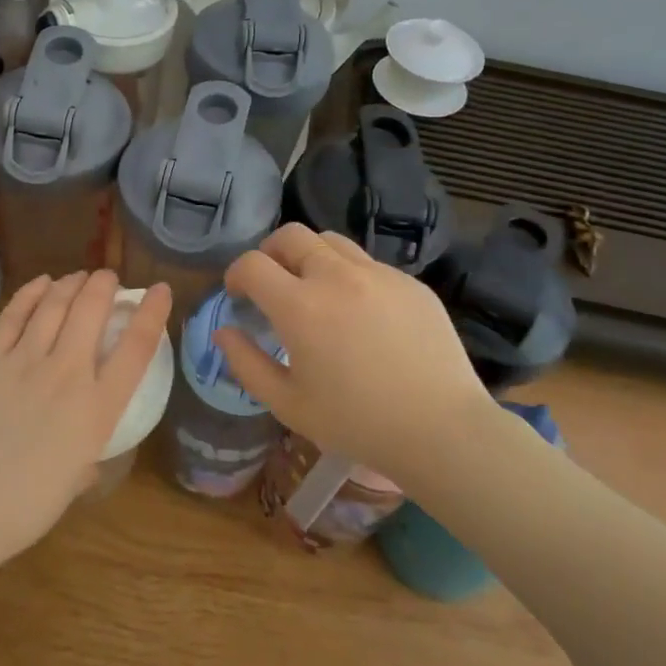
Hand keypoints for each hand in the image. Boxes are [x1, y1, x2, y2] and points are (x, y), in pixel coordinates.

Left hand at [0, 270, 171, 562]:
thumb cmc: (22, 510)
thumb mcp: (73, 483)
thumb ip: (87, 456)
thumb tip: (87, 453)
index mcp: (97, 410)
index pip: (137, 347)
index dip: (152, 312)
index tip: (160, 290)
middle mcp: (66, 374)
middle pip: (92, 310)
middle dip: (105, 285)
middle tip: (108, 278)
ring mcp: (23, 361)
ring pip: (54, 304)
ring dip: (70, 284)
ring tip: (78, 277)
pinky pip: (13, 314)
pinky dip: (31, 293)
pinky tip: (41, 283)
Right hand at [216, 225, 505, 484]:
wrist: (441, 430)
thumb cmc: (356, 423)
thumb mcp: (288, 404)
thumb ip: (246, 364)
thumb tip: (224, 332)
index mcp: (300, 306)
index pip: (252, 264)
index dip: (236, 274)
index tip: (237, 294)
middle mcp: (336, 276)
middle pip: (291, 235)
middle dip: (270, 252)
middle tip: (272, 283)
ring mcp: (378, 274)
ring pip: (331, 241)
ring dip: (310, 256)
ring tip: (314, 289)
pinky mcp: (410, 282)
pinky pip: (368, 263)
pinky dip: (349, 274)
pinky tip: (359, 312)